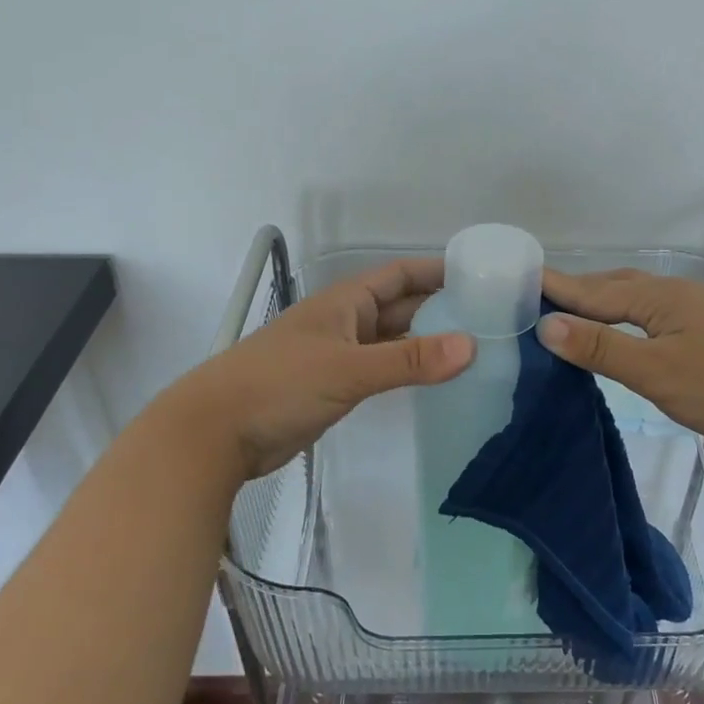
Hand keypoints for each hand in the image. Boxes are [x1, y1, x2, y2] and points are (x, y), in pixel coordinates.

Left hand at [164, 258, 474, 479]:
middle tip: (488, 318)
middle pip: (399, 307)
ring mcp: (337, 356)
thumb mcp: (348, 369)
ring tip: (471, 349)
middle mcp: (344, 322)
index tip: (478, 276)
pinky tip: (430, 379)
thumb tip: (472, 347)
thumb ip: (409, 360)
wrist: (216, 431)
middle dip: (438, 308)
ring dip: (424, 342)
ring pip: (390, 341)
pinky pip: (378, 369)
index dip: (435, 271)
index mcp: (344, 303)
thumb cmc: (280, 385)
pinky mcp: (332, 388)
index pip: (399, 275)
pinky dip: (405, 370)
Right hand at [539, 267, 703, 450]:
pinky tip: (627, 331)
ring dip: (601, 301)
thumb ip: (602, 349)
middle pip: (613, 286)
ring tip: (573, 312)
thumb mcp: (657, 373)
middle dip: (574, 290)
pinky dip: (626, 317)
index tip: (517, 279)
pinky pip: (653, 313)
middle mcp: (675, 294)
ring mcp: (697, 310)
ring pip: (636, 299)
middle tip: (537, 297)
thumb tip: (547, 325)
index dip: (555, 288)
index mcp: (656, 297)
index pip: (591, 290)